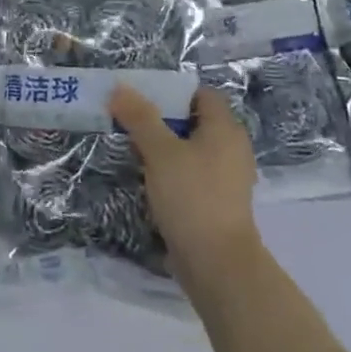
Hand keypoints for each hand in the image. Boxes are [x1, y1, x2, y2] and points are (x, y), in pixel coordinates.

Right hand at [111, 85, 263, 289]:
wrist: (217, 263)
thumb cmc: (192, 197)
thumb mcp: (160, 152)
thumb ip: (140, 118)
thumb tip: (119, 88)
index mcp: (225, 129)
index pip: (201, 94)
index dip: (172, 91)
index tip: (141, 96)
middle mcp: (231, 148)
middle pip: (194, 121)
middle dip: (162, 118)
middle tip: (129, 119)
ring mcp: (226, 177)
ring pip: (191, 149)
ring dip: (164, 146)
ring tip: (132, 147)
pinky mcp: (217, 201)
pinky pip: (192, 173)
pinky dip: (172, 170)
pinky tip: (148, 178)